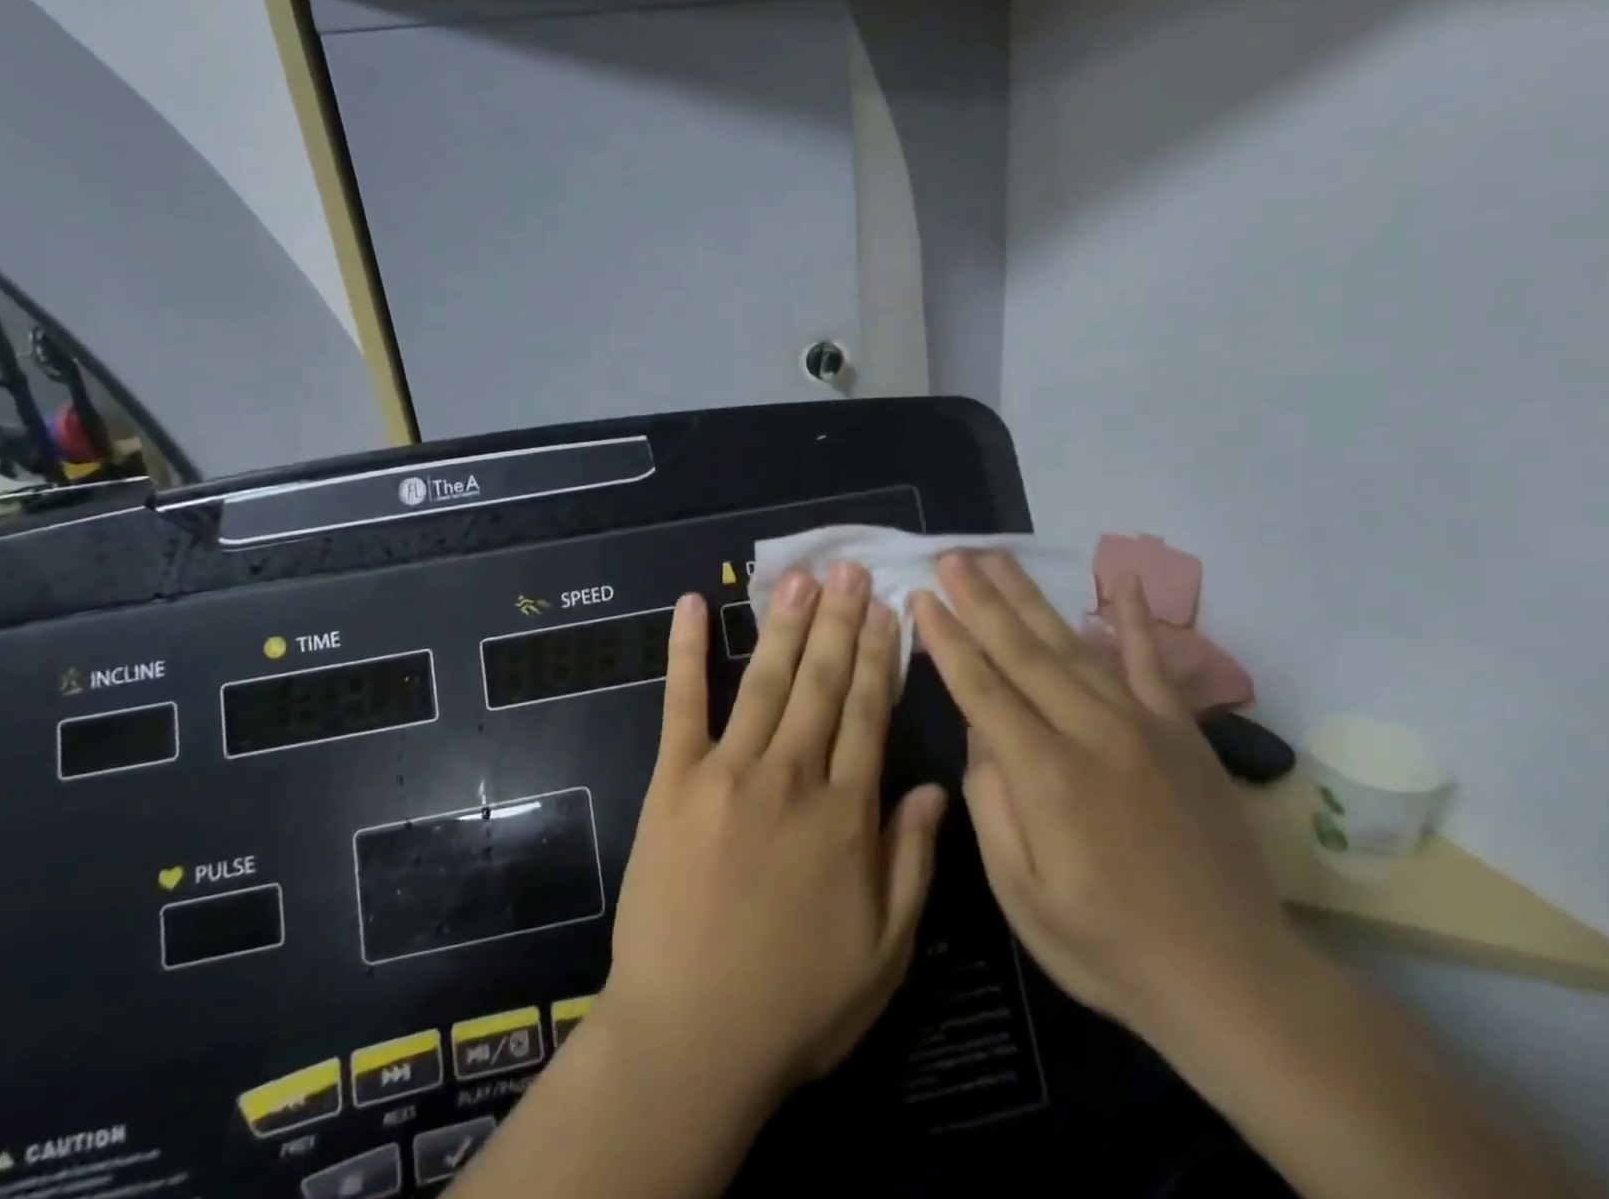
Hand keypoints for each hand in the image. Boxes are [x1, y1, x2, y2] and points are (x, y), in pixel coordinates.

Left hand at [597, 566, 947, 1113]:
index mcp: (845, 815)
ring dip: (786, 625)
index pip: (869, 716)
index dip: (879, 659)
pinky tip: (692, 606)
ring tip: (802, 578)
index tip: (888, 612)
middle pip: (823, 684)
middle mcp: (792, 778)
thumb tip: (935, 786)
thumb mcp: (885, 952)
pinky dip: (687, 651)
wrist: (690, 1039)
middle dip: (840, 622)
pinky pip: (682, 704)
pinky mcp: (674, 780)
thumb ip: (912, 861)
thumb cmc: (796, 1004)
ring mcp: (728, 773)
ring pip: (768, 682)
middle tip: (849, 570)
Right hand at [911, 553, 1288, 1041]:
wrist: (1233, 978)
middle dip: (979, 599)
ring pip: (1072, 645)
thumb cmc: (1108, 945)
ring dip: (1029, 597)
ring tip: (997, 558)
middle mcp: (1091, 733)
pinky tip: (1123, 581)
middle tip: (949, 556)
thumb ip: (990, 802)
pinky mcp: (1182, 733)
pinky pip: (1154, 664)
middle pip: (1022, 651)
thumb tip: (981, 733)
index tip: (920, 596)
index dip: (946, 638)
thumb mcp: (1020, 892)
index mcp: (1044, 774)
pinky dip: (1137, 620)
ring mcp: (1142, 726)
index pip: (981, 687)